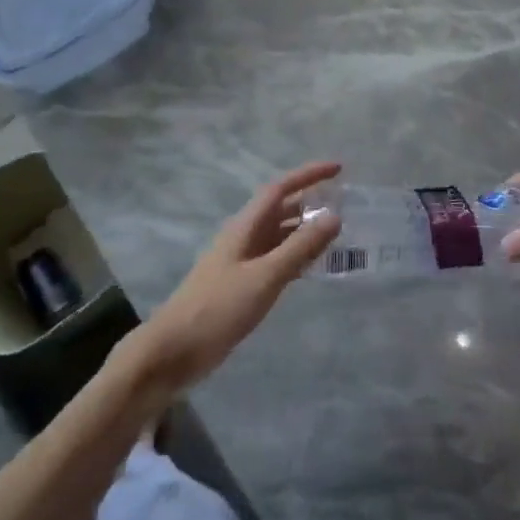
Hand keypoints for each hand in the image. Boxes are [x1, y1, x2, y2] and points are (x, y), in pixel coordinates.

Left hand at [130, 161, 342, 393]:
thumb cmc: (219, 308)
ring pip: (280, 236)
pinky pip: (276, 260)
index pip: (280, 189)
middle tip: (345, 204)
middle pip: (281, 210)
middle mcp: (244, 237)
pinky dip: (296, 257)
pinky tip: (314, 266)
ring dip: (305, 231)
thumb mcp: (265, 276)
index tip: (338, 169)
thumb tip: (335, 217)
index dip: (308, 175)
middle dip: (311, 202)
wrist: (174, 351)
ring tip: (337, 234)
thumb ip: (300, 247)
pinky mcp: (242, 285)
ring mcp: (242, 262)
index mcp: (245, 226)